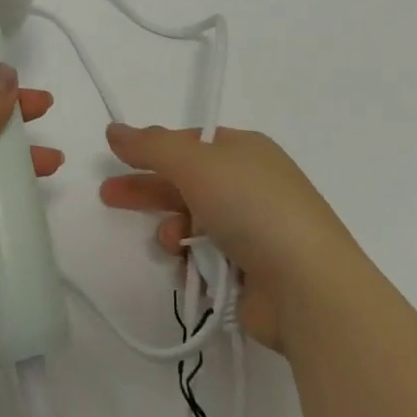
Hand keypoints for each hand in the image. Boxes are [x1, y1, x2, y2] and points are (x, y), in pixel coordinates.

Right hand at [99, 123, 359, 354]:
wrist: (308, 287)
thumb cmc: (251, 207)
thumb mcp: (196, 163)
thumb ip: (150, 146)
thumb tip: (115, 129)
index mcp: (245, 150)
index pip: (190, 142)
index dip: (154, 148)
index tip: (120, 157)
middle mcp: (250, 185)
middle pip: (186, 181)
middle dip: (148, 188)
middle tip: (108, 195)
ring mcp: (253, 230)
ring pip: (193, 222)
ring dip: (172, 228)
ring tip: (168, 240)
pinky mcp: (251, 272)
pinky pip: (206, 258)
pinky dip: (192, 260)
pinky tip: (187, 266)